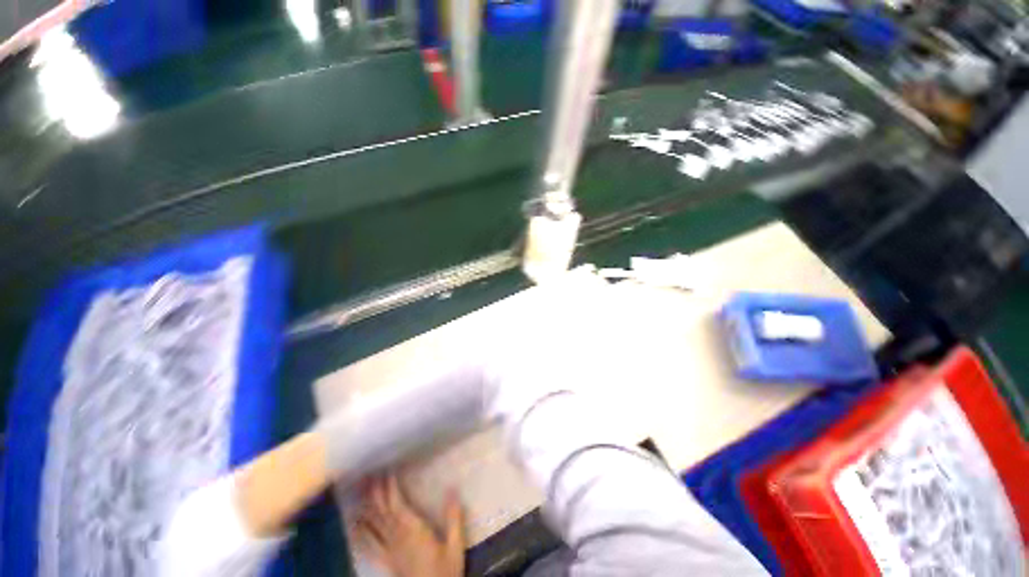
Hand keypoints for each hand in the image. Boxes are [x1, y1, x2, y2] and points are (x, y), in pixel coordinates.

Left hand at [354, 475, 464, 576]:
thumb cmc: (445, 572)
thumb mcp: (455, 546)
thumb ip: (453, 518)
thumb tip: (452, 489)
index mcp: (414, 531)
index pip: (397, 504)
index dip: (390, 487)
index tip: (387, 470)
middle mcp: (398, 538)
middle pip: (383, 511)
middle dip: (375, 492)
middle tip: (369, 474)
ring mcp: (390, 551)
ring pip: (374, 525)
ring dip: (366, 507)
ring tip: (359, 492)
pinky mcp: (387, 561)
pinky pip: (370, 546)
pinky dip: (361, 534)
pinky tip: (353, 525)